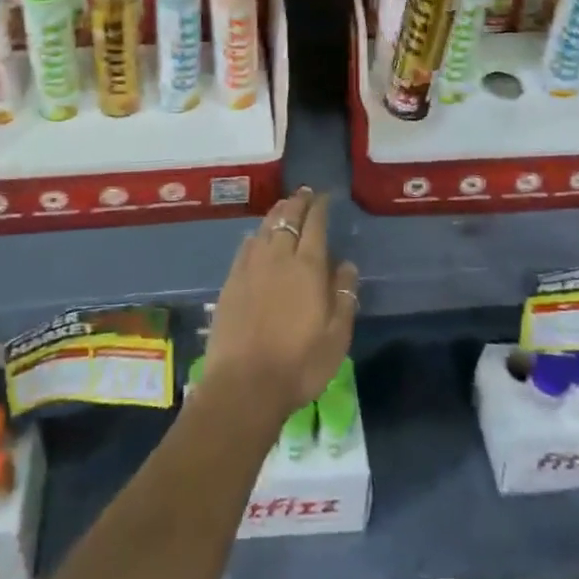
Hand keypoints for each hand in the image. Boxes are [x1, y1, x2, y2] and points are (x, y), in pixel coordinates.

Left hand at [206, 188, 358, 418]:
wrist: (244, 385)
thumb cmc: (299, 365)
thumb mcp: (336, 337)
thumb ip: (344, 296)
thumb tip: (346, 264)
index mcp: (308, 268)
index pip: (315, 226)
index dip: (319, 208)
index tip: (324, 197)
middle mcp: (279, 257)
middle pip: (288, 219)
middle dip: (298, 203)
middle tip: (304, 193)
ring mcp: (251, 267)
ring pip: (265, 228)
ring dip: (277, 213)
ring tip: (283, 205)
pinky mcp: (232, 281)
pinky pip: (246, 246)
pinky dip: (256, 234)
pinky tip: (257, 235)